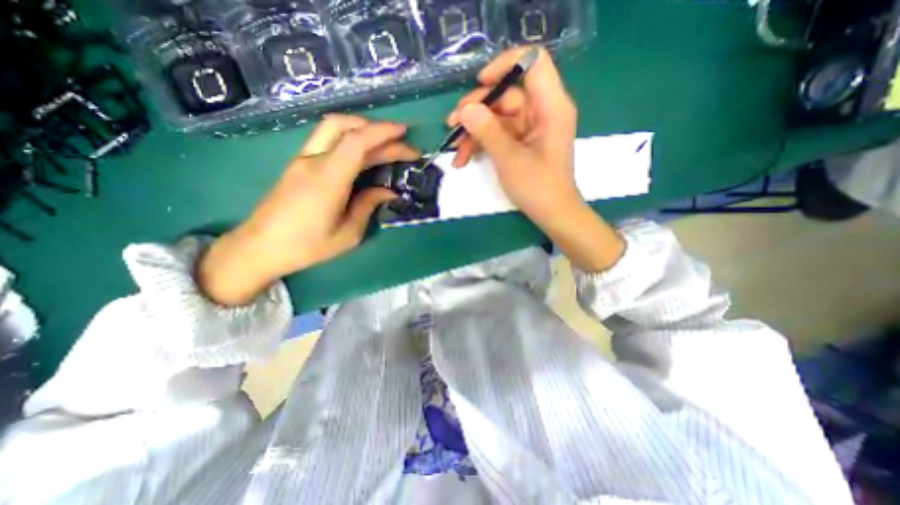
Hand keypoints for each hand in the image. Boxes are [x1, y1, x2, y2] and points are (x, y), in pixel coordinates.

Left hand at [197, 114, 417, 303]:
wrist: (259, 248)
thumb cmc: (307, 246)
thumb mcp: (348, 234)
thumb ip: (368, 206)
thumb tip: (388, 191)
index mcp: (327, 180)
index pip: (357, 142)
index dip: (383, 133)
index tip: (405, 135)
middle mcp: (313, 161)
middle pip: (346, 128)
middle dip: (379, 131)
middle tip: (403, 143)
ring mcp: (303, 159)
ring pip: (333, 128)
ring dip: (362, 128)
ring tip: (385, 141)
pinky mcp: (299, 164)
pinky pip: (327, 140)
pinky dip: (350, 138)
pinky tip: (363, 152)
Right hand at [444, 48, 626, 272]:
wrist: (552, 214)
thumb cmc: (538, 187)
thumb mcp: (509, 159)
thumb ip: (487, 131)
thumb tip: (465, 109)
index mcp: (550, 106)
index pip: (532, 63)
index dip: (505, 65)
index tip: (480, 83)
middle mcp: (541, 111)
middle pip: (506, 94)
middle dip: (476, 109)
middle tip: (452, 125)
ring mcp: (530, 128)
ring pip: (497, 117)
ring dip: (473, 132)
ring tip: (455, 152)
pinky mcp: (522, 142)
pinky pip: (498, 134)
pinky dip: (481, 144)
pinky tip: (464, 159)